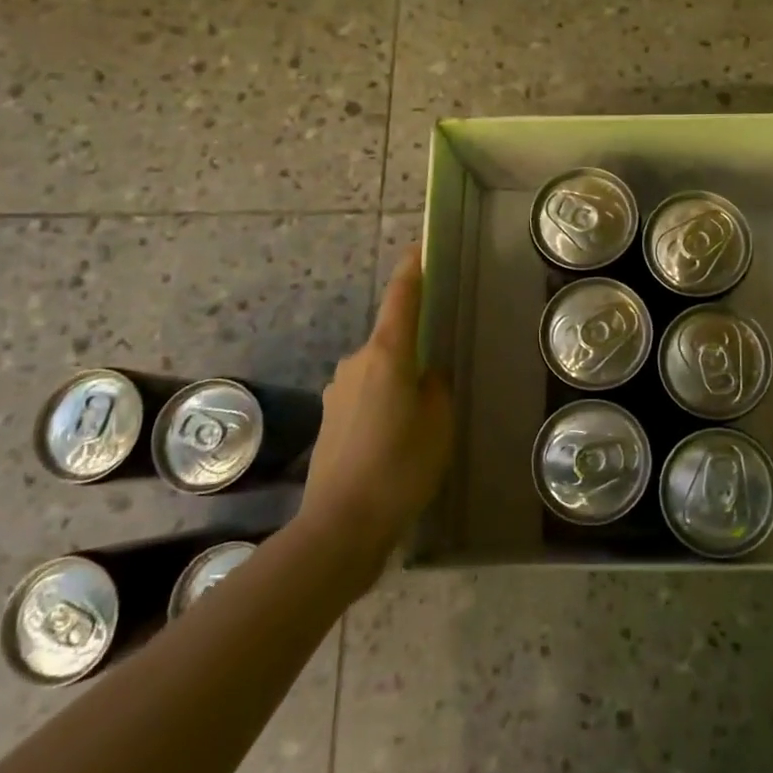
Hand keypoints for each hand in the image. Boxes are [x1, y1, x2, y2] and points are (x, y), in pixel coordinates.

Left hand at [296, 249, 454, 572]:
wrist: (341, 525)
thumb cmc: (401, 466)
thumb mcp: (439, 423)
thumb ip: (437, 387)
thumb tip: (427, 374)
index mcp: (386, 355)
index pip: (400, 299)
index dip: (411, 271)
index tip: (420, 248)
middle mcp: (356, 363)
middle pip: (390, 338)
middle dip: (414, 345)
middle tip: (442, 367)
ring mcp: (338, 391)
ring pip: (379, 370)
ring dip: (399, 380)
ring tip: (423, 416)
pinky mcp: (331, 419)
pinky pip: (366, 395)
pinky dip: (385, 403)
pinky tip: (398, 437)